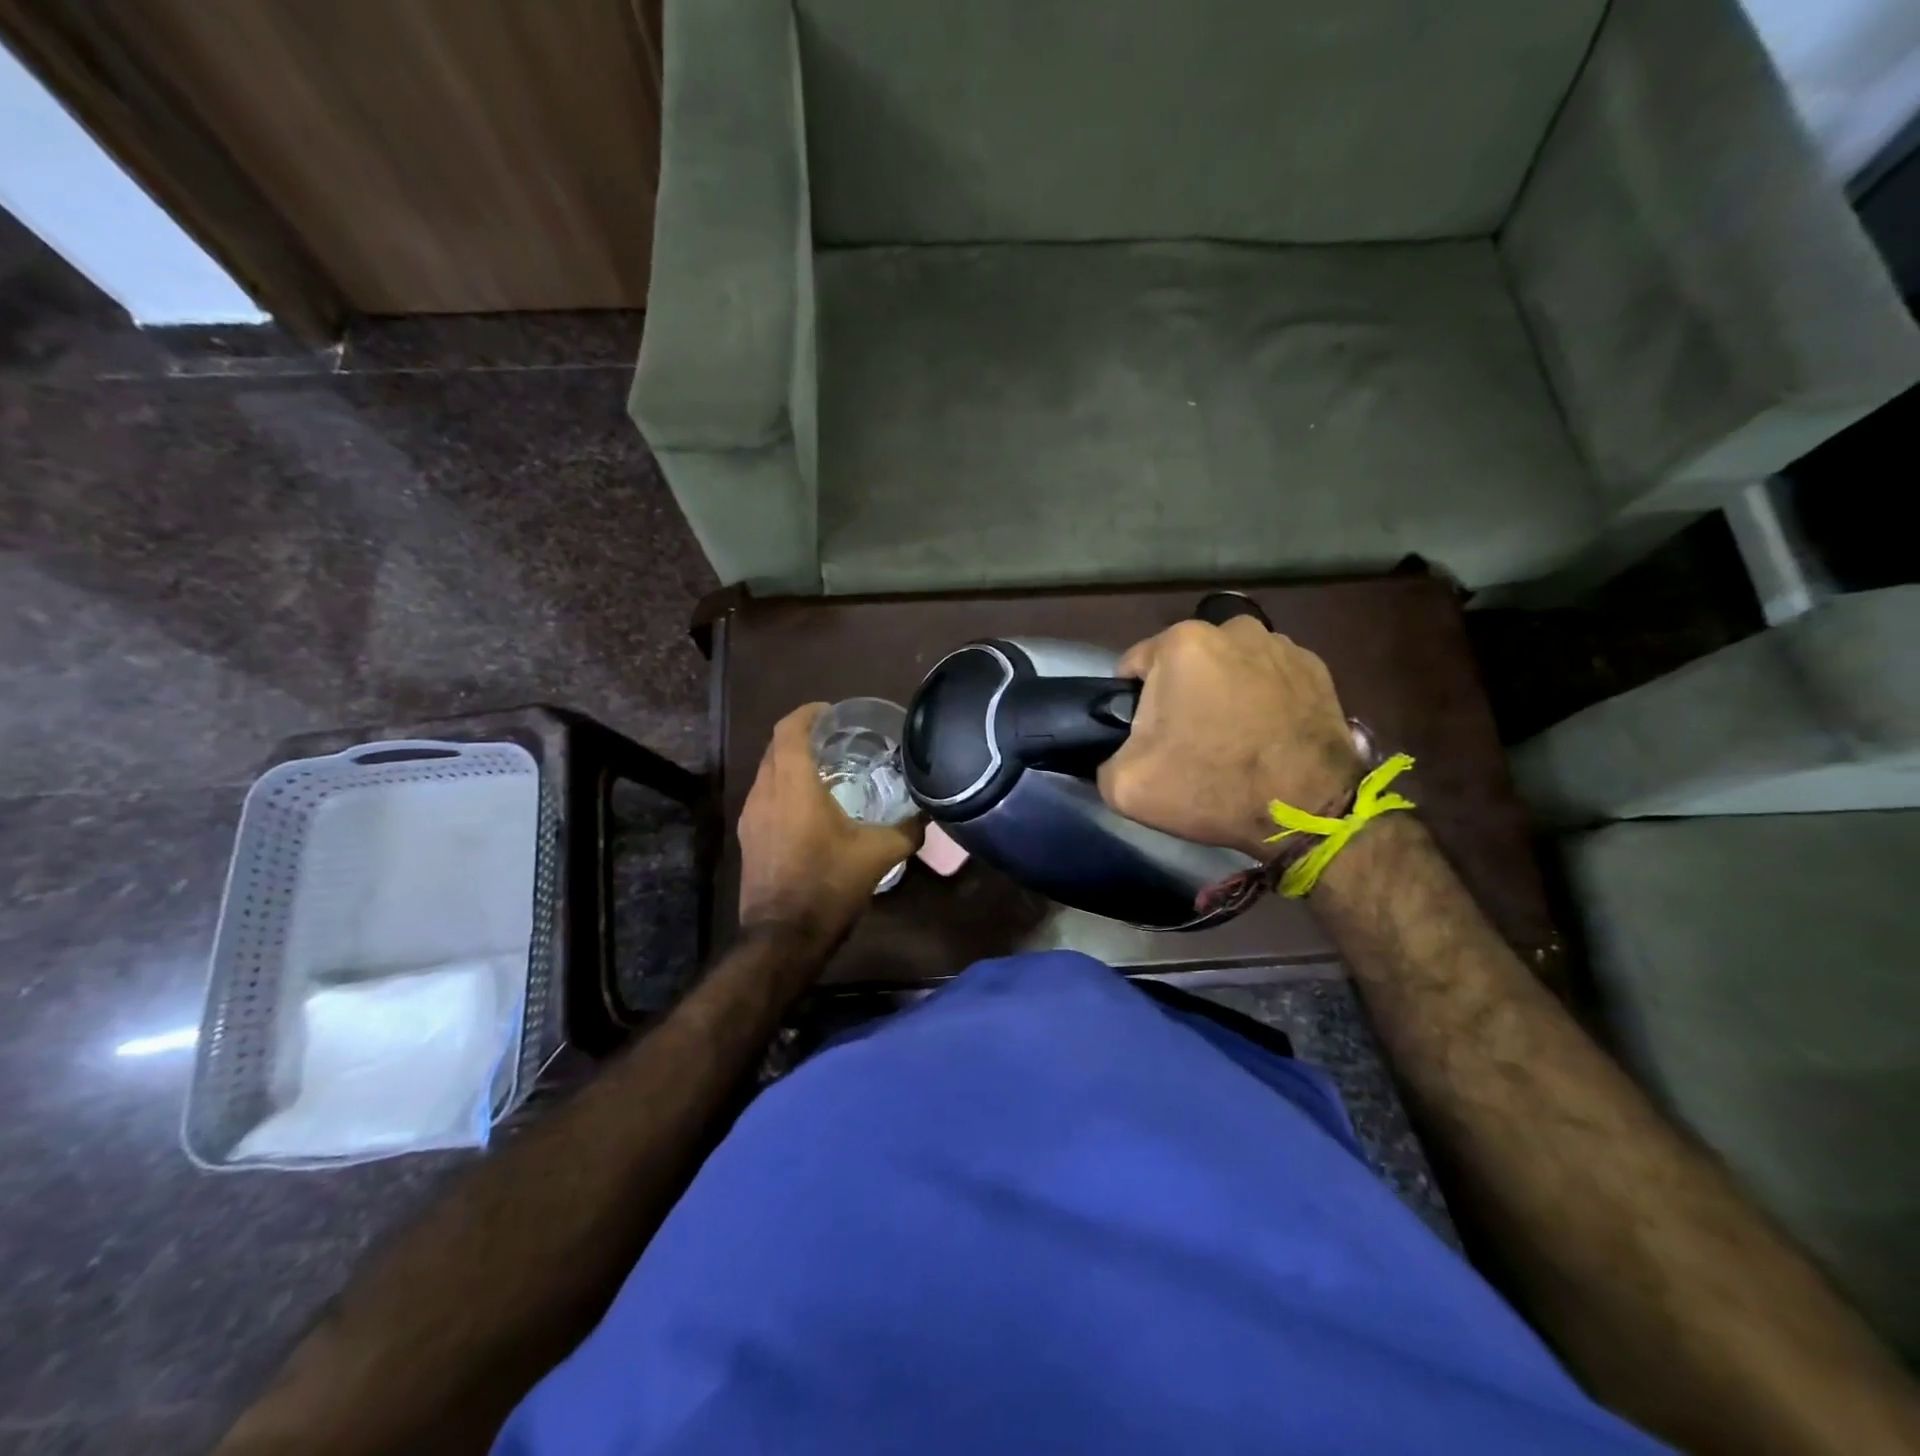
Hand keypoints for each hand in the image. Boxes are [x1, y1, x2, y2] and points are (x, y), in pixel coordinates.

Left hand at [737, 704, 923, 948]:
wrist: (783, 937)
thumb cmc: (829, 885)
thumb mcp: (879, 855)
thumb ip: (908, 829)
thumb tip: (929, 814)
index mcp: (794, 785)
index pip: (790, 730)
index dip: (808, 713)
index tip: (833, 712)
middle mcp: (765, 792)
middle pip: (776, 746)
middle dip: (802, 735)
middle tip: (836, 738)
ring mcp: (751, 815)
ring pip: (767, 771)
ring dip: (790, 762)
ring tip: (825, 769)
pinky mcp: (748, 836)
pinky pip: (764, 795)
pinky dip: (783, 787)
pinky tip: (808, 807)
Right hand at [1097, 618, 1362, 860]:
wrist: (1306, 811)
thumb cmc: (1211, 787)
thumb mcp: (1125, 786)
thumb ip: (1104, 757)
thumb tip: (1115, 750)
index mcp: (1181, 643)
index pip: (1133, 667)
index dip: (1132, 704)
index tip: (1147, 738)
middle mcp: (1232, 628)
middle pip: (1184, 662)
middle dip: (1180, 693)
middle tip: (1189, 741)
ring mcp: (1281, 644)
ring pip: (1229, 665)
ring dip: (1223, 690)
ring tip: (1233, 737)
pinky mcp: (1316, 667)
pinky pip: (1269, 676)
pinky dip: (1262, 696)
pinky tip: (1266, 733)